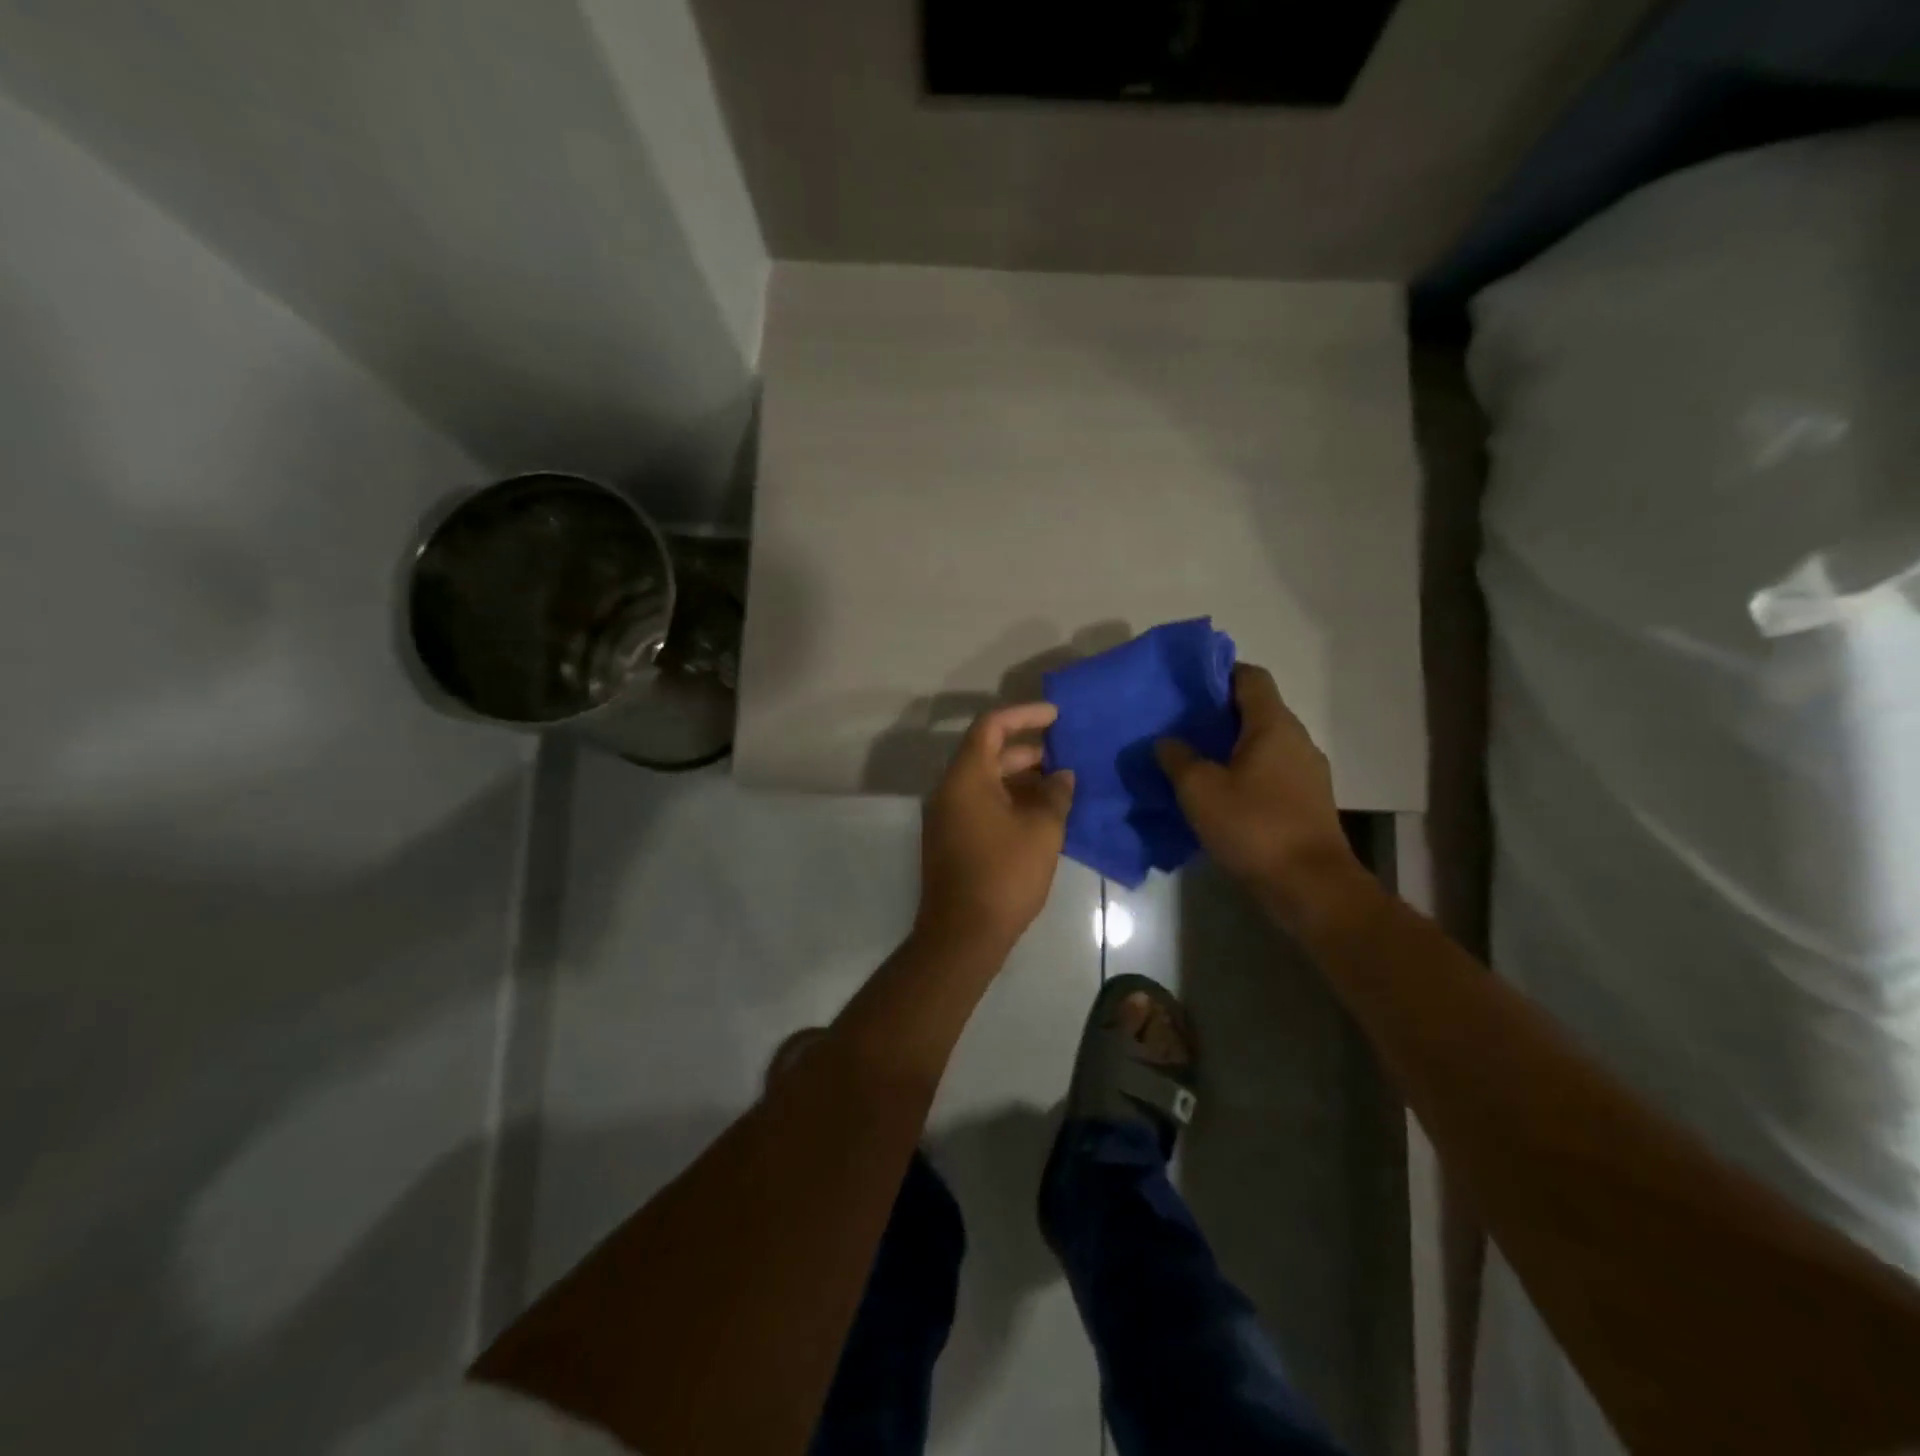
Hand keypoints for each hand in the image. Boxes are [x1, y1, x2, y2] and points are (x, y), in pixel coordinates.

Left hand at [916, 703, 1075, 956]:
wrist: (963, 935)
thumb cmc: (1004, 875)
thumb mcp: (1042, 831)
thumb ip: (1055, 795)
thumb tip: (1062, 775)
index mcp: (966, 778)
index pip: (991, 727)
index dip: (1024, 715)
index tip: (1056, 716)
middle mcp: (950, 791)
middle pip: (988, 754)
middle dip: (1029, 751)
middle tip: (1067, 756)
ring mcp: (948, 817)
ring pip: (987, 783)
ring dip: (1022, 779)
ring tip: (1061, 786)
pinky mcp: (952, 841)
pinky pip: (982, 805)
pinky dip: (1010, 801)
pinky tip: (1042, 815)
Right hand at [1155, 664, 1359, 912]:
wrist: (1310, 886)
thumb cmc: (1253, 826)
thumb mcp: (1199, 790)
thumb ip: (1178, 758)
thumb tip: (1166, 740)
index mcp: (1273, 725)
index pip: (1250, 677)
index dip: (1219, 672)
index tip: (1187, 683)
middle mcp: (1296, 740)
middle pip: (1256, 710)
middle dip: (1218, 712)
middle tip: (1179, 722)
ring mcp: (1306, 772)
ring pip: (1263, 743)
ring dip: (1230, 746)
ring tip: (1193, 758)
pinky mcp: (1306, 801)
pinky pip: (1270, 772)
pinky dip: (1244, 772)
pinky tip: (1218, 792)